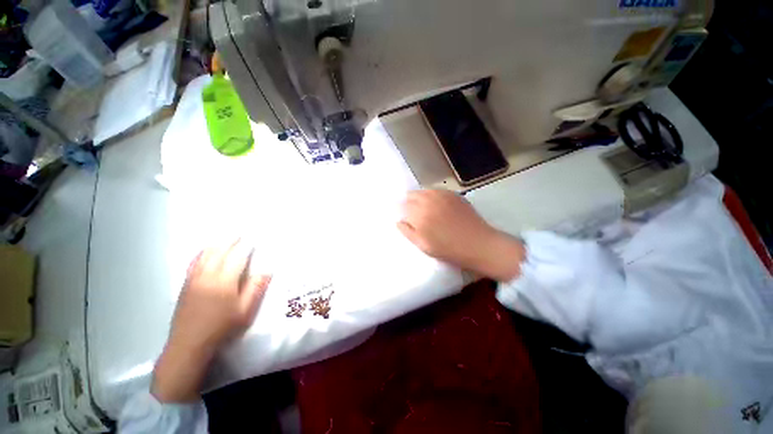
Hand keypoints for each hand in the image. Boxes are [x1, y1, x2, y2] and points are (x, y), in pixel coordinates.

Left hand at [152, 240, 270, 402]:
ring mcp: (194, 279)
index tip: (253, 238)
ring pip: (205, 255)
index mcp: (224, 282)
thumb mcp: (244, 311)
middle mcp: (207, 276)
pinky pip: (194, 263)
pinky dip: (202, 253)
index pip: (237, 258)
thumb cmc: (221, 328)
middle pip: (219, 252)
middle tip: (239, 233)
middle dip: (230, 241)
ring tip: (224, 238)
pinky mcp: (185, 285)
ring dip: (216, 244)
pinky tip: (205, 251)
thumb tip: (267, 271)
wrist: (189, 344)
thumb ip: (255, 289)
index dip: (246, 247)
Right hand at [398, 189, 524, 280]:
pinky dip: (431, 196)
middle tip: (412, 213)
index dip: (402, 211)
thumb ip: (408, 232)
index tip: (404, 217)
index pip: (402, 205)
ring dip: (419, 198)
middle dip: (408, 203)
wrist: (478, 244)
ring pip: (423, 191)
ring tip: (424, 209)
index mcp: (419, 214)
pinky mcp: (453, 194)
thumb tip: (398, 221)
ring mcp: (442, 195)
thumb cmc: (449, 249)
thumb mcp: (423, 245)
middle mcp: (429, 200)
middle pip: (411, 195)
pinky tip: (436, 205)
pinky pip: (436, 191)